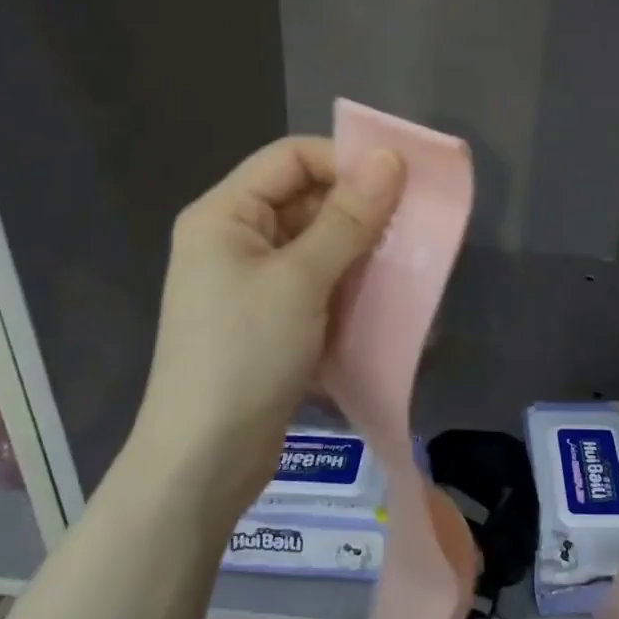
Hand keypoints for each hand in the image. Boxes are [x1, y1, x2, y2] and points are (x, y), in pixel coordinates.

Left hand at [136, 137, 404, 517]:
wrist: (205, 460)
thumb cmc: (246, 354)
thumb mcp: (301, 278)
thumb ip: (349, 218)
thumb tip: (389, 157)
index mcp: (224, 214)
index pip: (291, 158)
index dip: (344, 161)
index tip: (400, 182)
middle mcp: (234, 239)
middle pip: (305, 200)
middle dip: (360, 210)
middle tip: (414, 226)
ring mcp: (251, 282)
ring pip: (317, 244)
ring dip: (361, 250)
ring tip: (409, 262)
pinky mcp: (270, 319)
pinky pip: (317, 283)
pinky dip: (350, 285)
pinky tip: (387, 298)